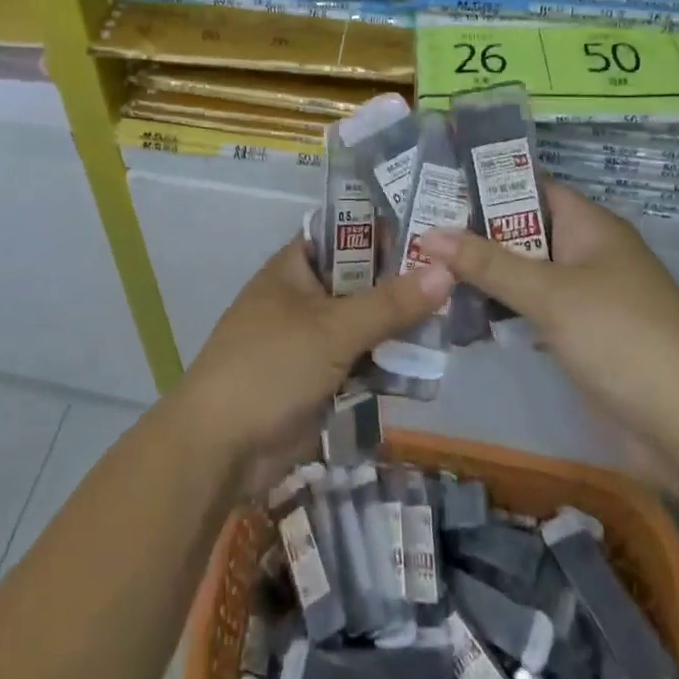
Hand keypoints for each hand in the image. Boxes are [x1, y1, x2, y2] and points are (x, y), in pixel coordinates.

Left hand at [176, 237, 451, 495]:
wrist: (220, 448)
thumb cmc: (270, 368)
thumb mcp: (332, 329)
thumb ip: (389, 303)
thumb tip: (445, 269)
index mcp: (294, 269)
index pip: (345, 234)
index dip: (385, 231)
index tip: (435, 234)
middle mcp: (302, 297)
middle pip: (360, 282)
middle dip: (402, 285)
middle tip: (459, 281)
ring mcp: (310, 340)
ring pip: (364, 324)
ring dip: (399, 328)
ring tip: (456, 322)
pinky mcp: (318, 379)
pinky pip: (360, 361)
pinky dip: (386, 363)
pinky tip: (428, 364)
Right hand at [419, 181, 678, 441]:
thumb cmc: (619, 338)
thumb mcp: (548, 293)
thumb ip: (486, 263)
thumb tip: (428, 235)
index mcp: (592, 227)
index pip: (534, 187)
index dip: (488, 184)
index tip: (438, 187)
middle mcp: (590, 254)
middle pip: (525, 231)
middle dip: (476, 233)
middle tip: (420, 232)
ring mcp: (588, 297)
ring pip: (527, 273)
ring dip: (486, 274)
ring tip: (428, 270)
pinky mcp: (584, 335)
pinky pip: (535, 308)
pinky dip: (504, 308)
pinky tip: (463, 314)